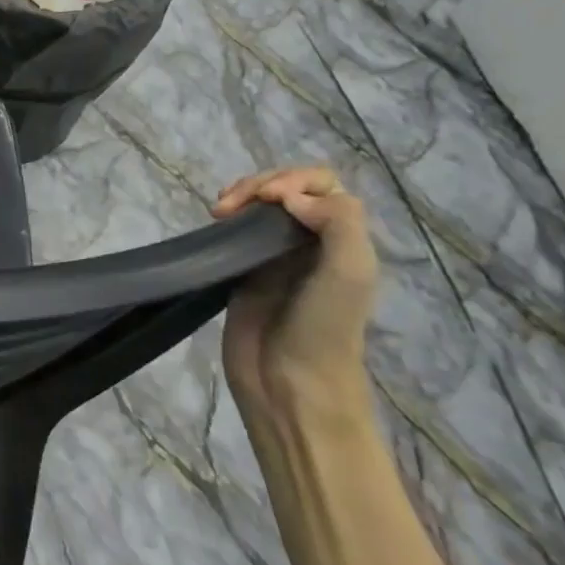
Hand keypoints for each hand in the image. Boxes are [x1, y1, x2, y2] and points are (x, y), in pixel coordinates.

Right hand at [212, 167, 378, 421]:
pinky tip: (214, 224)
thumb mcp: (351, 272)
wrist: (290, 385)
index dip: (293, 180)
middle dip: (259, 184)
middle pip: (288, 188)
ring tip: (219, 211)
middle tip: (230, 203)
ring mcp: (275, 255)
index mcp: (343, 238)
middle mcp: (311, 241)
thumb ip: (338, 222)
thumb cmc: (324, 329)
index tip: (267, 199)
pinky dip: (226, 218)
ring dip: (239, 196)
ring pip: (259, 205)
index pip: (323, 185)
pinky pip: (237, 230)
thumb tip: (287, 196)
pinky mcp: (244, 270)